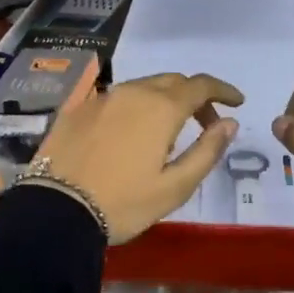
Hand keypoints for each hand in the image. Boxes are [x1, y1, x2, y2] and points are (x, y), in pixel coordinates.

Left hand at [31, 73, 244, 243]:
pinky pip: (115, 99)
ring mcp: (101, 98)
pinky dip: (134, 109)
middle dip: (194, 97)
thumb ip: (207, 151)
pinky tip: (130, 134)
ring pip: (142, 87)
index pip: (201, 85)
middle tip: (205, 124)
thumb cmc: (124, 203)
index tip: (237, 103)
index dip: (223, 91)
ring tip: (167, 133)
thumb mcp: (175, 186)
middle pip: (172, 82)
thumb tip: (229, 123)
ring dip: (163, 101)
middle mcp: (132, 92)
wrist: (56, 210)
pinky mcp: (77, 109)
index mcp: (161, 108)